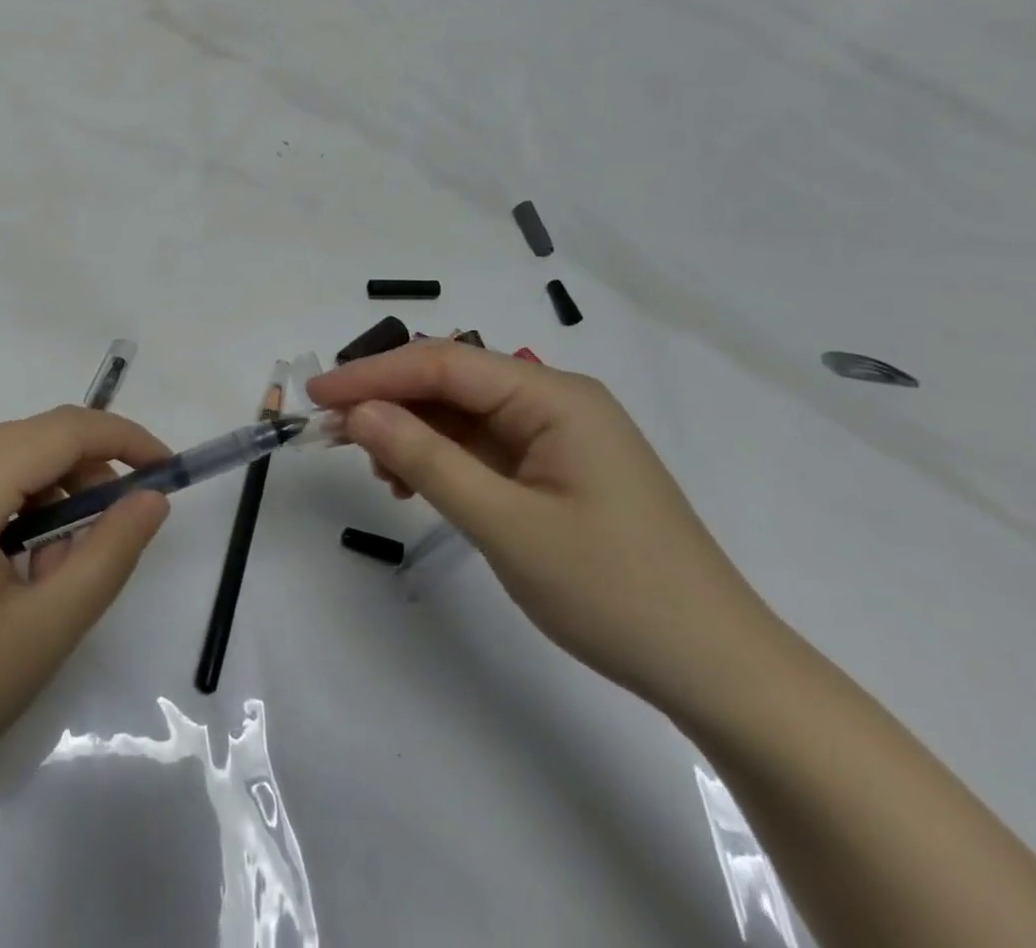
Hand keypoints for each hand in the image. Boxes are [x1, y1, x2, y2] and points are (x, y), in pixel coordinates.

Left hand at [0, 406, 170, 848]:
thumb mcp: (41, 633)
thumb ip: (108, 555)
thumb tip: (151, 500)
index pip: (66, 429)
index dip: (125, 440)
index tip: (168, 471)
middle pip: (32, 441)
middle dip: (86, 476)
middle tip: (110, 541)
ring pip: (0, 466)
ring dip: (47, 500)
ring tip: (53, 576)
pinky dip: (8, 514)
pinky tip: (7, 578)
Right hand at [309, 341, 781, 715]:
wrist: (718, 671)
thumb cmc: (616, 592)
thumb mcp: (507, 526)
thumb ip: (428, 461)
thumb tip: (359, 412)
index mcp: (554, 396)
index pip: (444, 363)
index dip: (373, 374)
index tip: (316, 394)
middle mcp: (555, 401)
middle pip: (451, 382)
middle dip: (387, 400)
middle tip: (330, 430)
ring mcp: (556, 436)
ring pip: (461, 414)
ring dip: (410, 432)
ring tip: (372, 469)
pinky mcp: (553, 469)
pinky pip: (481, 447)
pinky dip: (439, 459)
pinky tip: (412, 486)